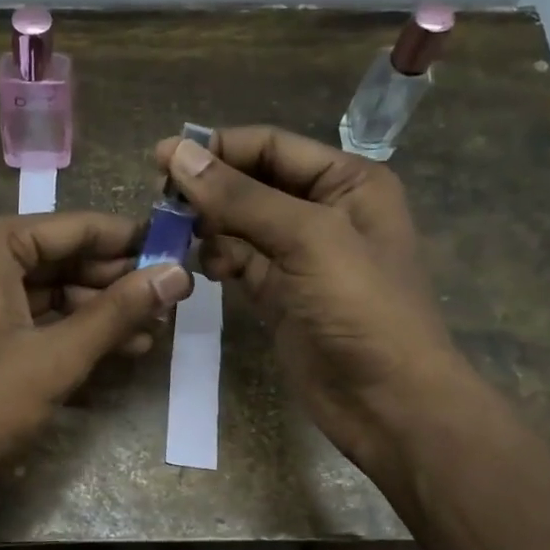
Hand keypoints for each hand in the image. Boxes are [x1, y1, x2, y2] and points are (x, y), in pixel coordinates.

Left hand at [0, 212, 191, 480]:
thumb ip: (118, 312)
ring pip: (44, 292)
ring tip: (151, 332)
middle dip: (115, 283)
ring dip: (96, 313)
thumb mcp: (57, 357)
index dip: (130, 241)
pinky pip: (24, 318)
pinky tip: (110, 350)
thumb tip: (177, 274)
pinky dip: (64, 332)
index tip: (177, 253)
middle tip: (169, 301)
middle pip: (59, 258)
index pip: (75, 227)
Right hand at [152, 126, 464, 472]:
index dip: (218, 148)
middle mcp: (324, 210)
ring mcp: (300, 255)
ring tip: (181, 239)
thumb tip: (179, 154)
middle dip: (209, 190)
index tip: (161, 159)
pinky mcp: (279, 292)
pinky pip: (239, 261)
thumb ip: (241, 197)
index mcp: (347, 181)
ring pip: (239, 224)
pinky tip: (208, 271)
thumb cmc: (362, 309)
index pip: (271, 147)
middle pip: (251, 183)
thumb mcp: (307, 239)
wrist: (388, 402)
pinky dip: (218, 260)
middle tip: (162, 203)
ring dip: (209, 228)